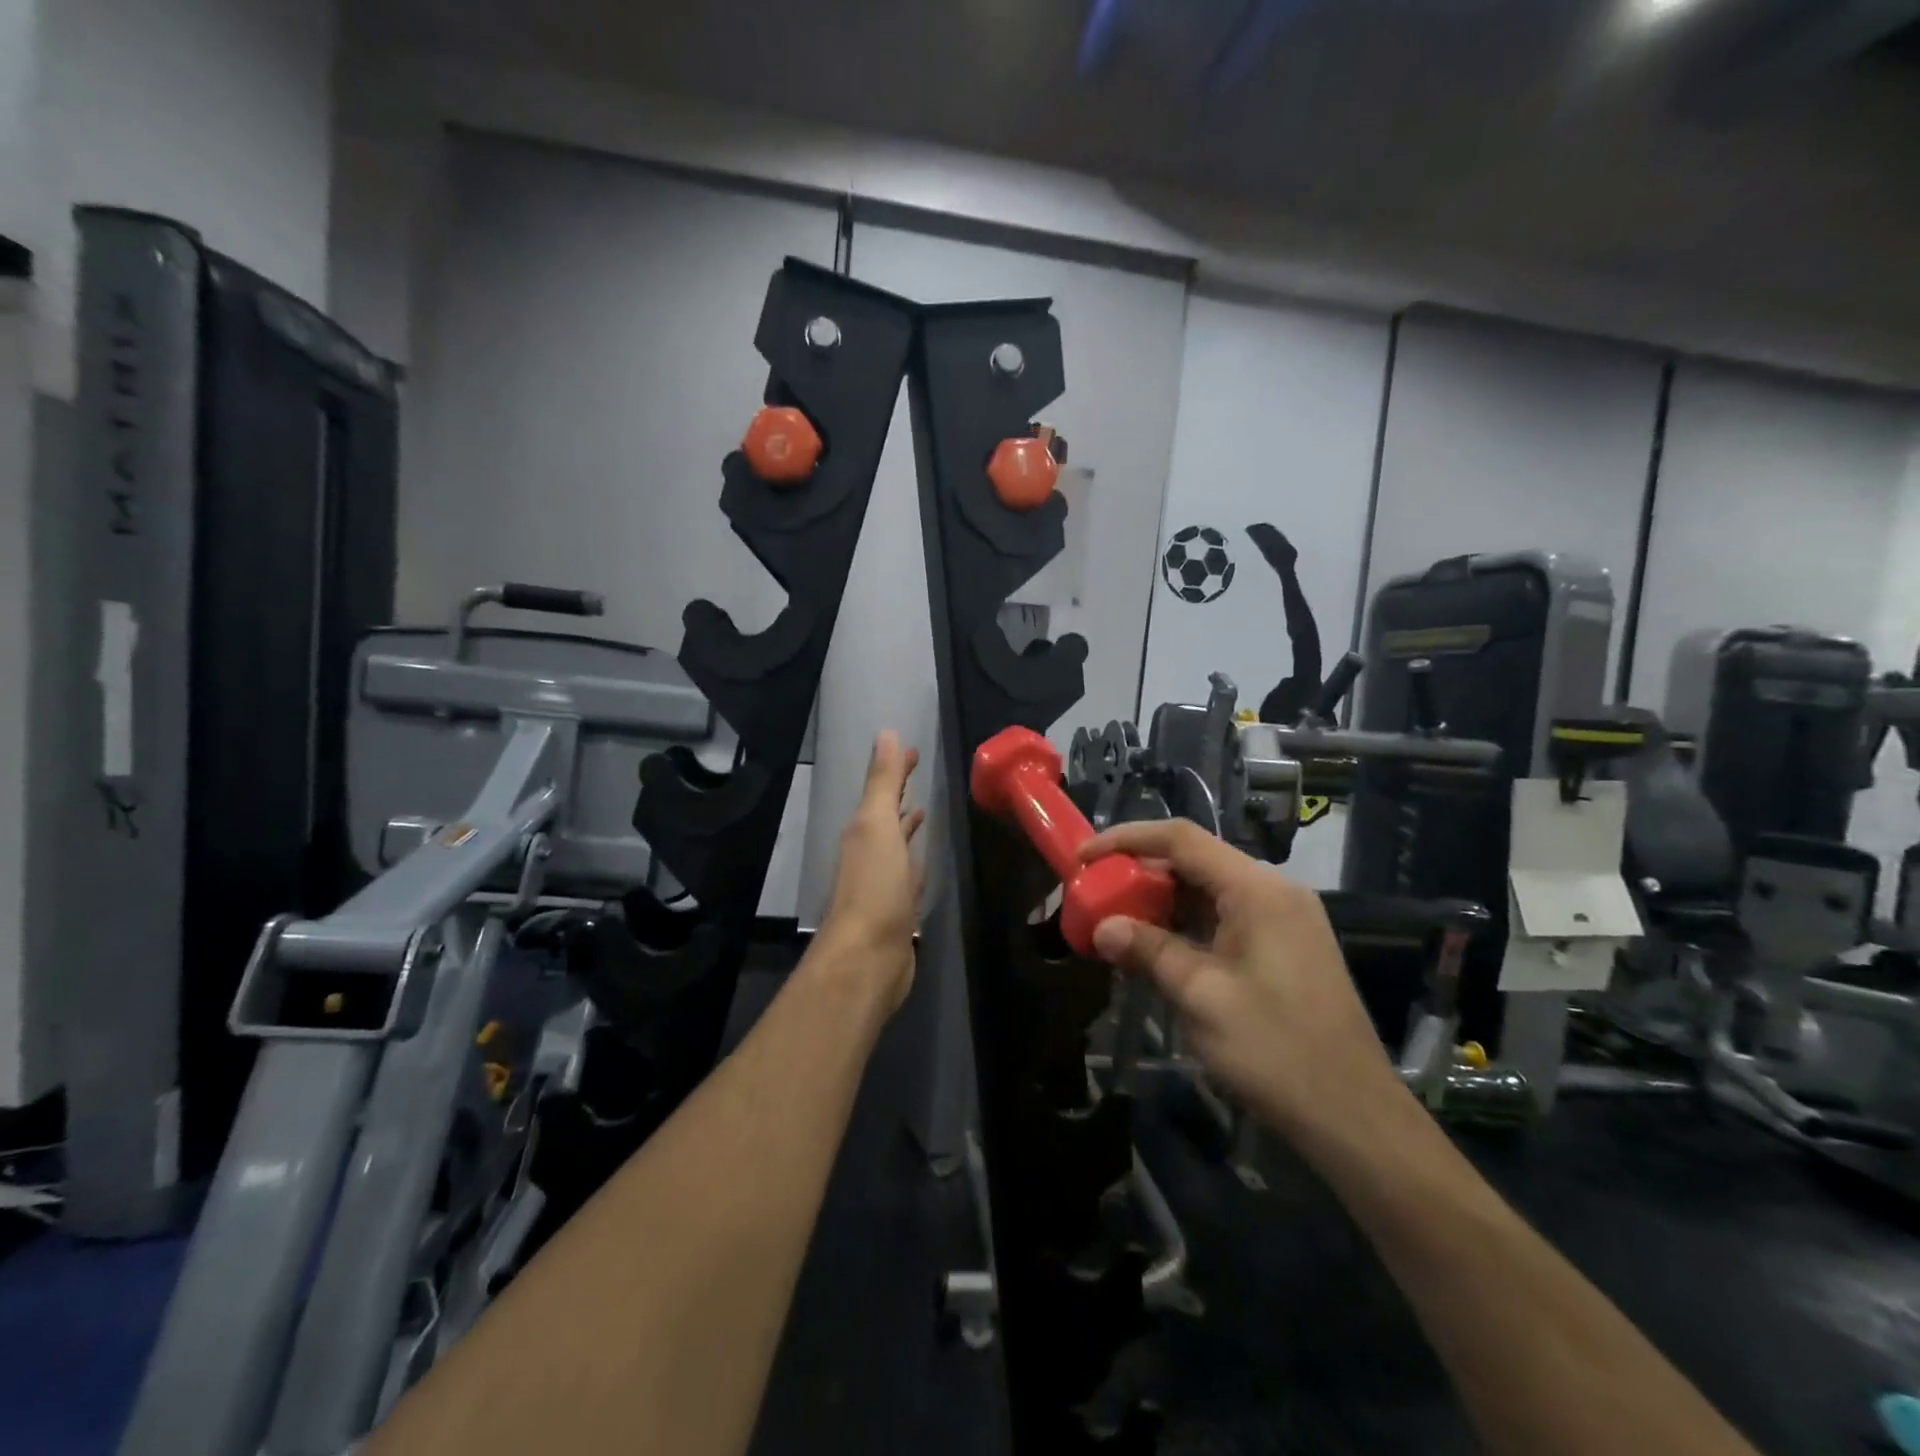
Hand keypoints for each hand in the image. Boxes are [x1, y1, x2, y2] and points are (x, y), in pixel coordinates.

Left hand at [819, 731, 925, 1015]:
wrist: (868, 958)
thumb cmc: (875, 887)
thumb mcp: (878, 825)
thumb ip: (882, 781)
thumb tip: (886, 733)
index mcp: (863, 830)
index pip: (881, 790)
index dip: (895, 768)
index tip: (913, 749)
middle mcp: (869, 852)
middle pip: (886, 814)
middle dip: (899, 792)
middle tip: (919, 769)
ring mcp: (883, 882)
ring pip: (897, 844)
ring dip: (907, 826)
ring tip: (925, 809)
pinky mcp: (898, 909)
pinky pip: (909, 874)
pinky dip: (916, 860)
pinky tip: (925, 860)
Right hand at [1081, 819, 1403, 1148]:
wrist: (1353, 1115)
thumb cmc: (1275, 1049)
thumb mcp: (1200, 996)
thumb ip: (1149, 950)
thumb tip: (1103, 928)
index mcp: (1257, 889)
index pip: (1182, 839)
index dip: (1127, 839)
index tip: (1084, 857)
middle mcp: (1273, 890)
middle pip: (1195, 862)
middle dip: (1141, 875)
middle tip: (1096, 896)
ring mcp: (1284, 918)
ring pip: (1209, 891)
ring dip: (1162, 904)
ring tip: (1118, 924)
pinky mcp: (1286, 945)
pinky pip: (1225, 918)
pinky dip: (1187, 926)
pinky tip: (1158, 950)